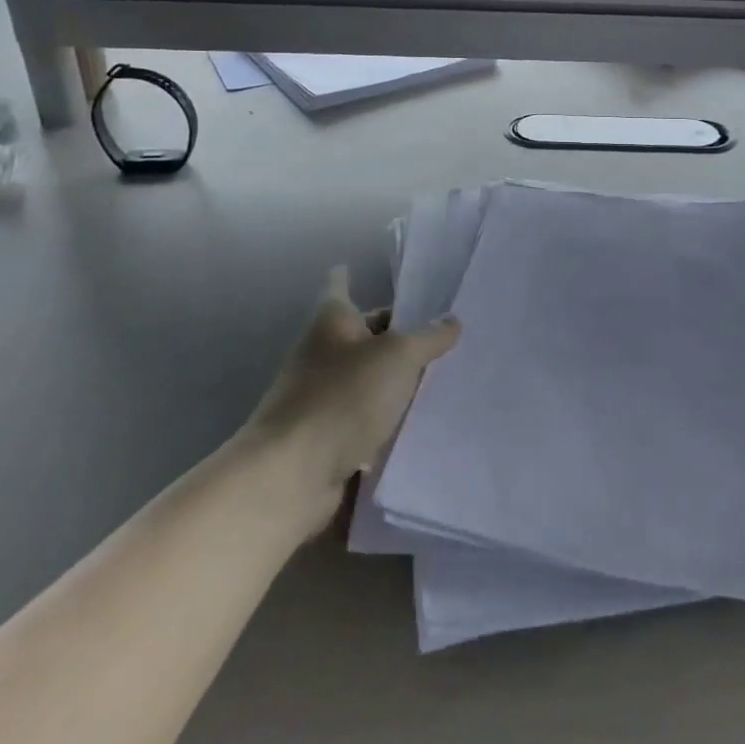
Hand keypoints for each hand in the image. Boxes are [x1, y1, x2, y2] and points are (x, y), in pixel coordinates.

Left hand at [246, 267, 458, 507]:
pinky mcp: (329, 436)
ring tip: (446, 376)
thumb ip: (429, 337)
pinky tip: (424, 421)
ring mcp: (323, 396)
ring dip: (398, 380)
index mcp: (332, 321)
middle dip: (398, 333)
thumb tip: (452, 321)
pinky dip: (390, 418)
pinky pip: (367, 417)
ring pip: (369, 378)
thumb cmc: (343, 396)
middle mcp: (323, 352)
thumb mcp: (398, 356)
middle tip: (444, 332)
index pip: (341, 286)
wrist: (292, 475)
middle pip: (364, 334)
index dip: (351, 276)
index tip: (361, 268)